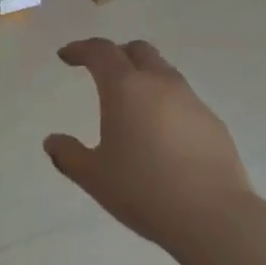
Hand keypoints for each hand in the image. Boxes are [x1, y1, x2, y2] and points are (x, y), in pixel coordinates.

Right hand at [45, 38, 260, 252]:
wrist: (212, 216)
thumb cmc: (143, 190)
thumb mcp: (93, 176)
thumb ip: (69, 154)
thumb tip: (52, 141)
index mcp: (125, 88)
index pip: (101, 52)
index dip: (81, 49)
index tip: (66, 56)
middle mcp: (160, 84)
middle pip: (138, 51)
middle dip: (116, 54)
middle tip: (100, 71)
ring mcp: (192, 101)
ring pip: (164, 72)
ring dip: (143, 77)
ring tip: (130, 104)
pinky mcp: (212, 123)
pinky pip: (183, 99)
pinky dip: (164, 103)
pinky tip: (160, 133)